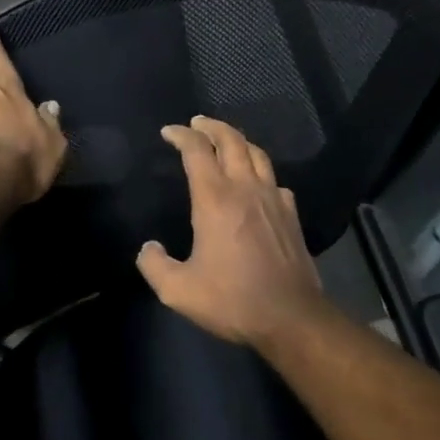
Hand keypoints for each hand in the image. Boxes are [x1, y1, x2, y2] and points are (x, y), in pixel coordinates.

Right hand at [136, 117, 324, 347]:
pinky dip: (261, 171)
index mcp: (215, 199)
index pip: (197, 151)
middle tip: (197, 123)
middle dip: (212, 127)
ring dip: (238, 141)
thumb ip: (154, 265)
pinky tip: (257, 182)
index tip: (169, 132)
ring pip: (257, 154)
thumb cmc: (231, 300)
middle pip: (231, 140)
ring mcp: (273, 200)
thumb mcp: (178, 290)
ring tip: (225, 141)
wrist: (290, 316)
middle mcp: (246, 189)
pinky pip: (275, 180)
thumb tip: (148, 248)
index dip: (181, 135)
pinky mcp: (291, 215)